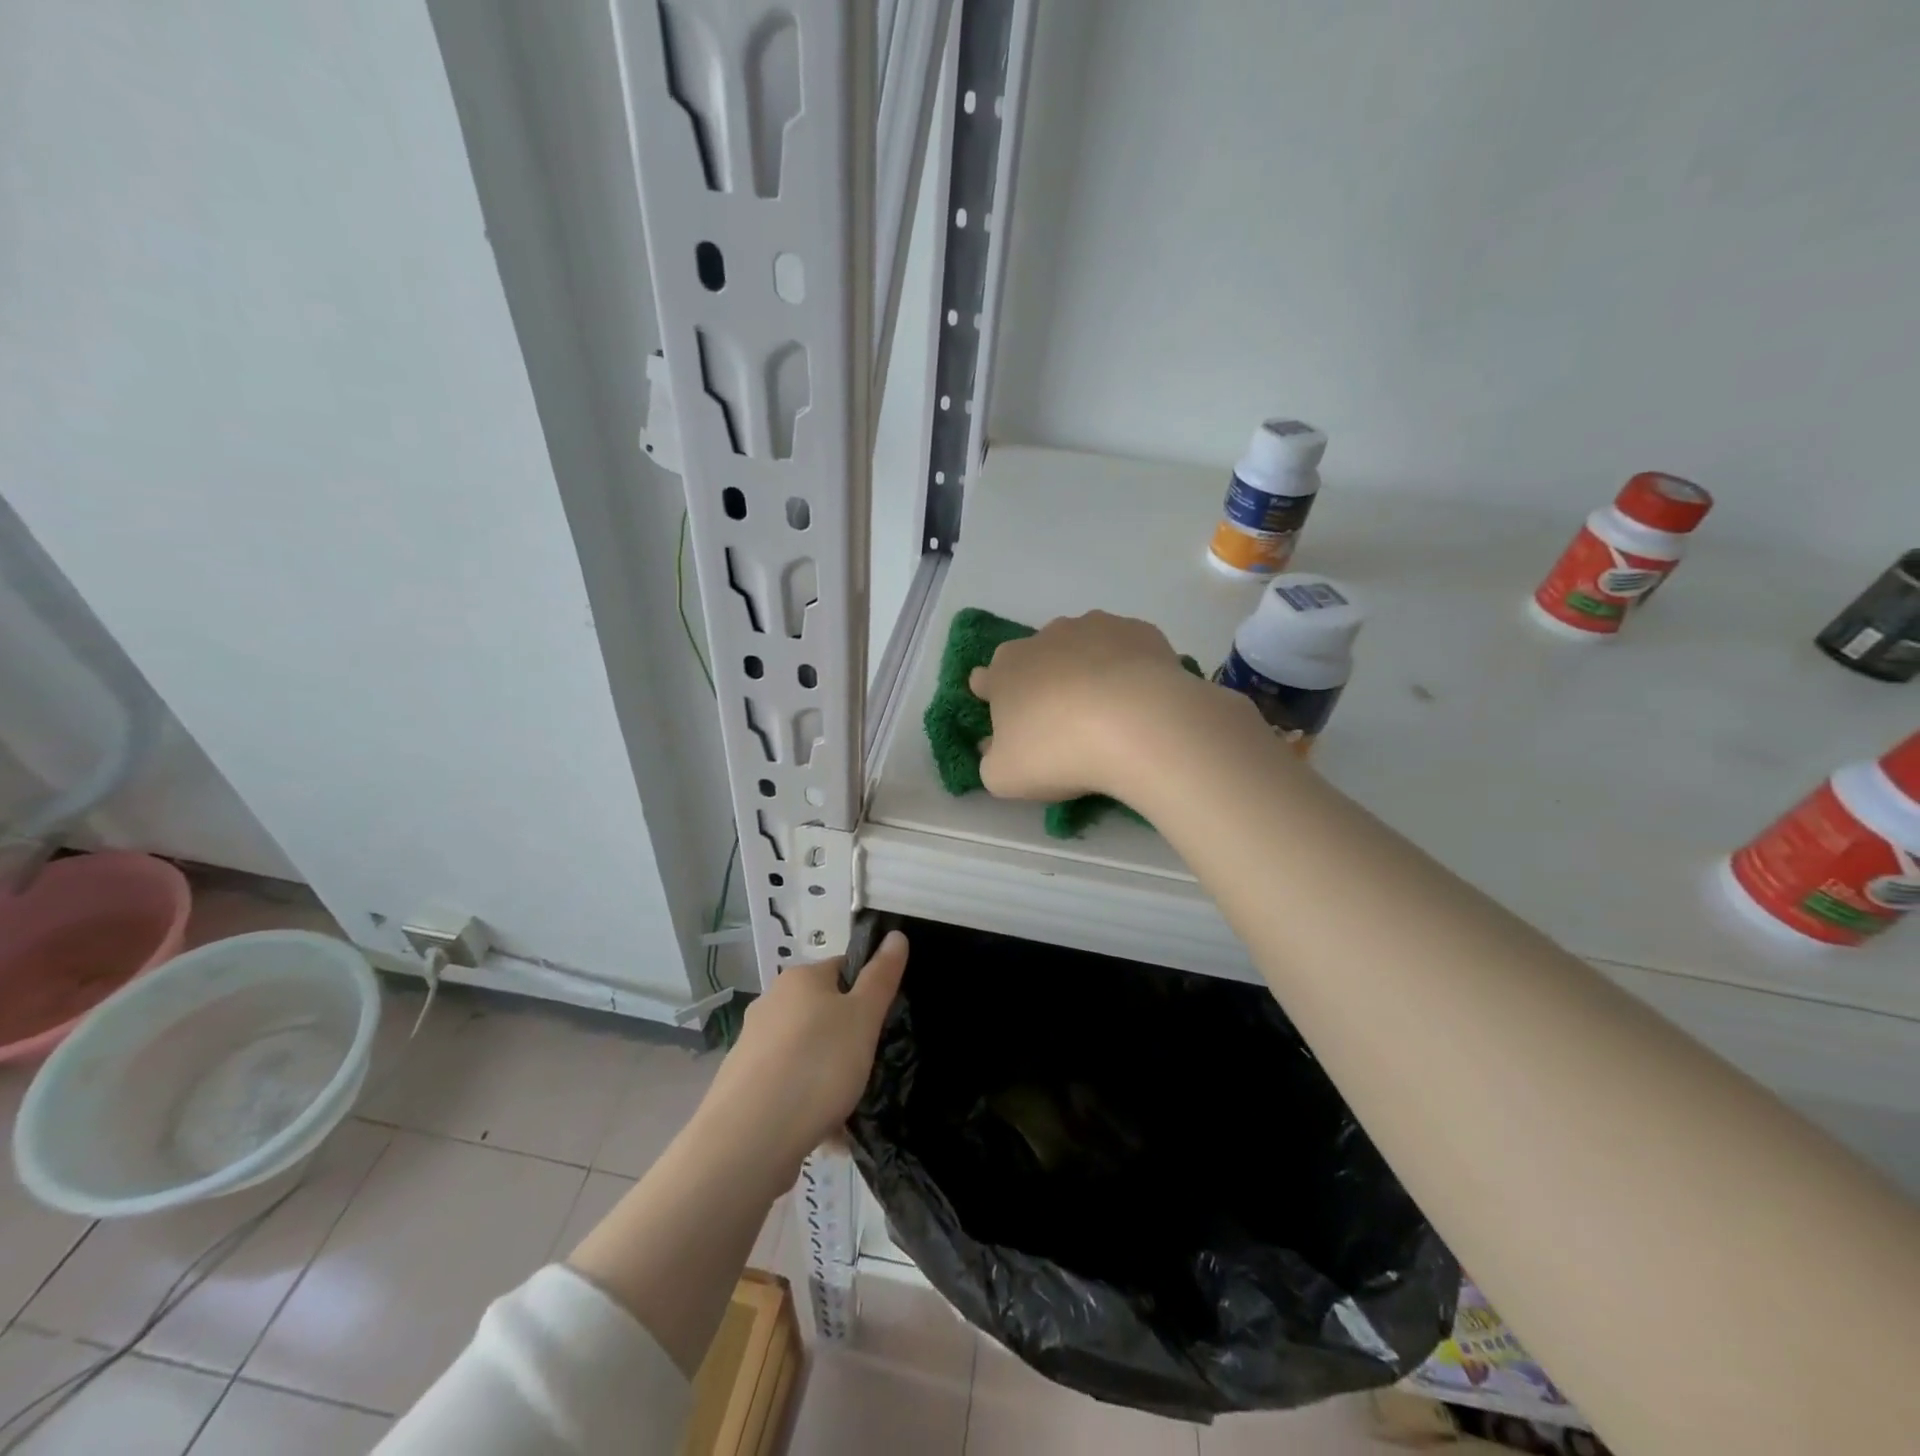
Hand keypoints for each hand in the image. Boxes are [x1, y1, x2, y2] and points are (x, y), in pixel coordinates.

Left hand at [703, 931, 908, 1167]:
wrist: (749, 1139)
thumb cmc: (816, 1065)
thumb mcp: (863, 1017)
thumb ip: (881, 976)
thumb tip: (895, 936)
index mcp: (799, 979)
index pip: (843, 969)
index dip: (868, 991)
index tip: (883, 1022)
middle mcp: (771, 1003)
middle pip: (823, 1012)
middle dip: (848, 1038)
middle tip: (871, 1066)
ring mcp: (753, 1046)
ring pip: (807, 1053)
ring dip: (829, 1075)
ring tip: (850, 1107)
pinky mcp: (743, 1086)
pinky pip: (788, 1086)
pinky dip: (808, 1102)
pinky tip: (826, 1132)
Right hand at [969, 610, 1209, 801]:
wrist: (1138, 727)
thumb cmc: (1059, 752)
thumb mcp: (1005, 777)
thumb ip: (990, 761)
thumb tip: (991, 747)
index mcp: (1005, 670)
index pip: (985, 678)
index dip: (994, 698)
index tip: (1010, 721)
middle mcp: (1044, 638)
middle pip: (1034, 658)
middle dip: (1042, 682)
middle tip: (1061, 721)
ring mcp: (1094, 627)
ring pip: (1081, 646)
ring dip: (1085, 669)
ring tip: (1107, 710)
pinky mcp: (1138, 630)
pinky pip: (1126, 649)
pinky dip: (1127, 667)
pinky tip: (1140, 698)